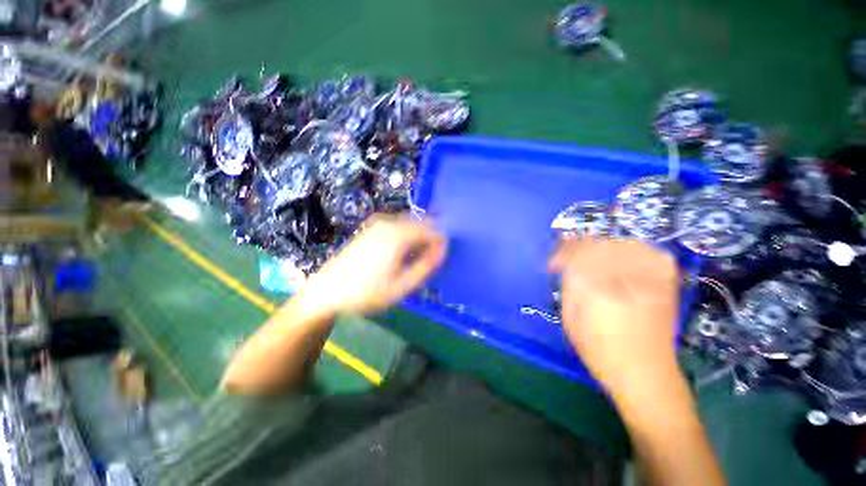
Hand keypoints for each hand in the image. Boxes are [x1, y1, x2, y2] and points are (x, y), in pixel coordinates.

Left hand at [303, 214, 446, 315]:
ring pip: (411, 224)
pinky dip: (407, 236)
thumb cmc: (366, 292)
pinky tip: (401, 254)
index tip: (439, 260)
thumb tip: (442, 251)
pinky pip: (399, 226)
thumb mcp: (401, 286)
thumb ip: (425, 267)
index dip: (440, 243)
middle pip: (422, 223)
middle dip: (430, 239)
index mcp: (398, 236)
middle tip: (428, 262)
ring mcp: (379, 223)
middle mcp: (390, 223)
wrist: (328, 290)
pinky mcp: (372, 227)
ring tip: (414, 260)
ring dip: (419, 238)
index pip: (433, 229)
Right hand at [549, 238, 680, 392]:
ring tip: (593, 260)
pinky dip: (634, 250)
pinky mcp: (665, 282)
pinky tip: (624, 258)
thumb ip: (569, 284)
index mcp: (599, 288)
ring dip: (603, 248)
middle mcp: (627, 278)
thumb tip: (567, 264)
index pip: (577, 254)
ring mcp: (651, 278)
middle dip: (579, 250)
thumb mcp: (570, 316)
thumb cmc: (598, 349)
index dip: (562, 254)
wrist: (644, 372)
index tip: (553, 265)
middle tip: (569, 262)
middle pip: (600, 245)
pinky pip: (650, 252)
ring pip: (623, 244)